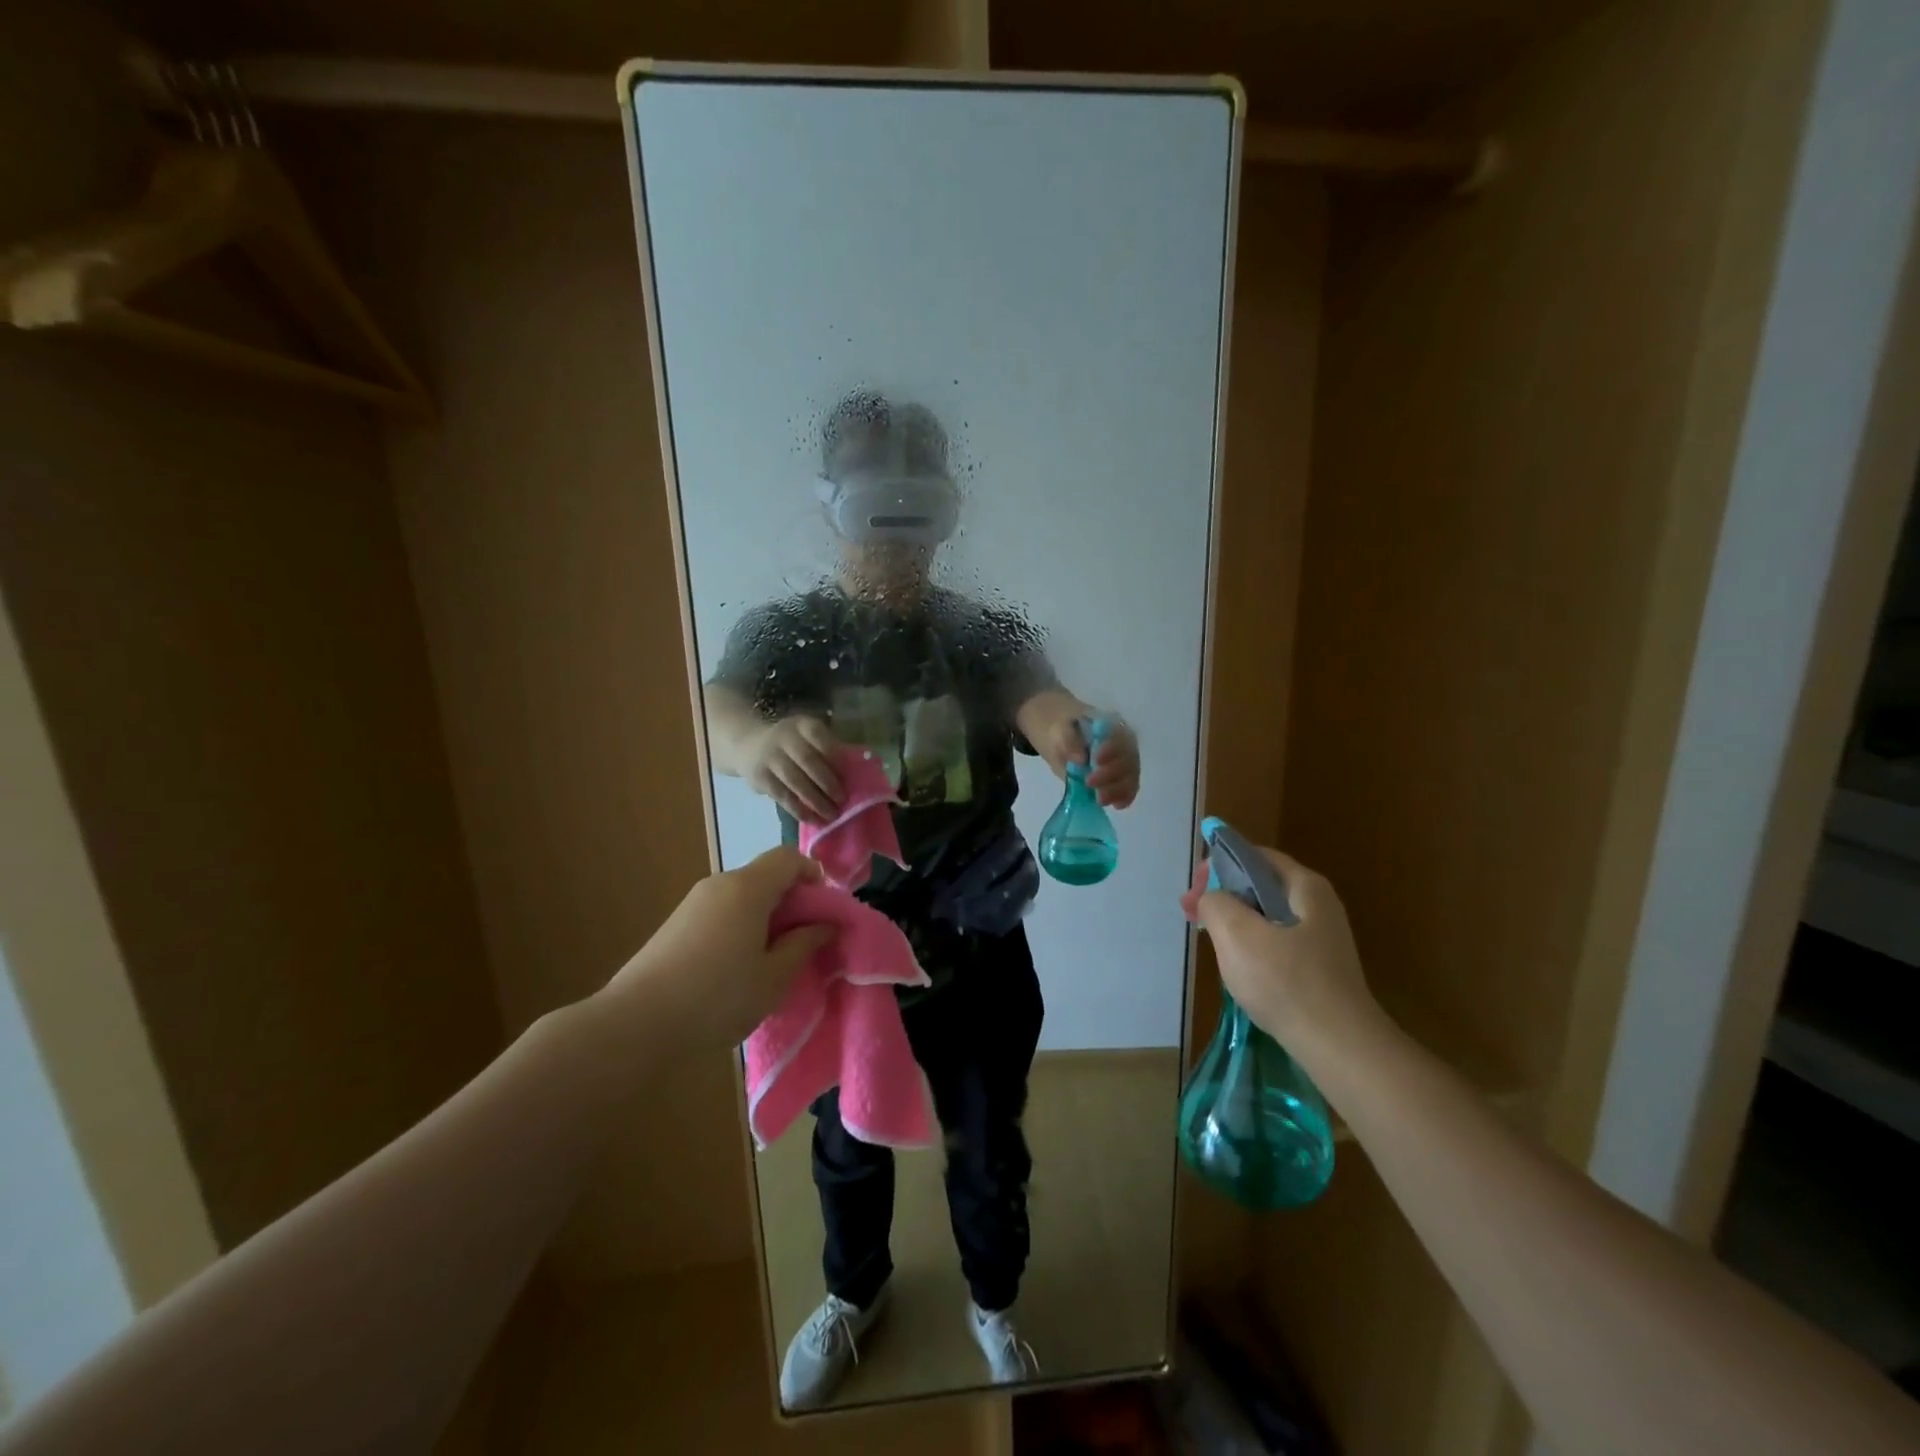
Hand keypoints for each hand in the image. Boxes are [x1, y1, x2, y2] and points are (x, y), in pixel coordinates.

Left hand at [601, 848, 835, 1046]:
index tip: (823, 913)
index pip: (789, 857)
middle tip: (803, 943)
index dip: (814, 876)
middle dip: (792, 902)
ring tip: (771, 961)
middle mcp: (720, 884)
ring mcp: (694, 903)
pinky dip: (741, 927)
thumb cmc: (717, 997)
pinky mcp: (676, 924)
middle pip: (766, 875)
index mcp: (748, 887)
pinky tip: (736, 969)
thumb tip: (825, 924)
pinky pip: (722, 911)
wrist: (634, 1024)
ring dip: (766, 917)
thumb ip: (804, 944)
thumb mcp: (774, 977)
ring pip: (744, 896)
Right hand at [741, 716, 842, 822]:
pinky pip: (782, 795)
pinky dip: (799, 809)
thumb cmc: (791, 746)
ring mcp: (769, 757)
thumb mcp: (807, 737)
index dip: (834, 755)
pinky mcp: (760, 777)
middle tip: (843, 799)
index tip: (848, 775)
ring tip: (831, 814)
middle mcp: (784, 737)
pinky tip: (812, 819)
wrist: (748, 746)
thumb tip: (852, 775)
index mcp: (801, 724)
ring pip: (795, 781)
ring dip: (815, 800)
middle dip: (828, 782)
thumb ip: (827, 750)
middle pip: (808, 760)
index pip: (819, 737)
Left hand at [1030, 709, 1140, 809]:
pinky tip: (1116, 805)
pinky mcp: (1120, 778)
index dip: (1112, 749)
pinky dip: (1126, 797)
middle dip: (1111, 774)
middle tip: (1089, 782)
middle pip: (1128, 759)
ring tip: (1100, 799)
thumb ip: (1068, 740)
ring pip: (1131, 776)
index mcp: (1112, 725)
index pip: (1120, 736)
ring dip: (1118, 789)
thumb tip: (1081, 759)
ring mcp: (1124, 762)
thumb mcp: (1060, 729)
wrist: (1061, 739)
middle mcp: (1124, 743)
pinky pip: (1129, 788)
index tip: (1096, 760)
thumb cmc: (1063, 731)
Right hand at [1185, 845, 1379, 1047]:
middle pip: (1259, 884)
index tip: (1193, 890)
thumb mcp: (1237, 933)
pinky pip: (1275, 942)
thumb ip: (1215, 903)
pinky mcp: (1318, 967)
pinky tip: (1236, 965)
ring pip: (1265, 915)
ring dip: (1232, 920)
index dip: (1218, 865)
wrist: (1338, 1045)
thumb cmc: (1286, 982)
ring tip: (1208, 939)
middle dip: (1222, 894)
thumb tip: (1212, 900)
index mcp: (1304, 887)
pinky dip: (1250, 943)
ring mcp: (1320, 938)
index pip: (1254, 856)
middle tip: (1192, 914)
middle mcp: (1318, 905)